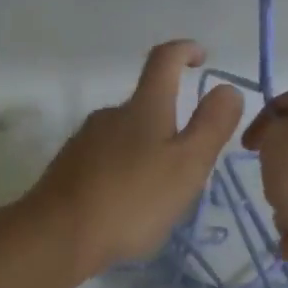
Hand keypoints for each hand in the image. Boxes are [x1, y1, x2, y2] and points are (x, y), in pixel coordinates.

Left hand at [24, 41, 244, 281]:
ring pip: (124, 137)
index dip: (185, 51)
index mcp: (144, 108)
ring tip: (158, 193)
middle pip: (145, 105)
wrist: (59, 236)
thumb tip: (228, 88)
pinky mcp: (67, 169)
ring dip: (145, 153)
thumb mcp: (187, 165)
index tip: (201, 58)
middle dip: (170, 124)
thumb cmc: (132, 201)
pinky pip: (103, 161)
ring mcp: (83, 141)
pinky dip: (121, 174)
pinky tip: (125, 206)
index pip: (165, 60)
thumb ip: (211, 126)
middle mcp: (110, 115)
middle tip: (188, 164)